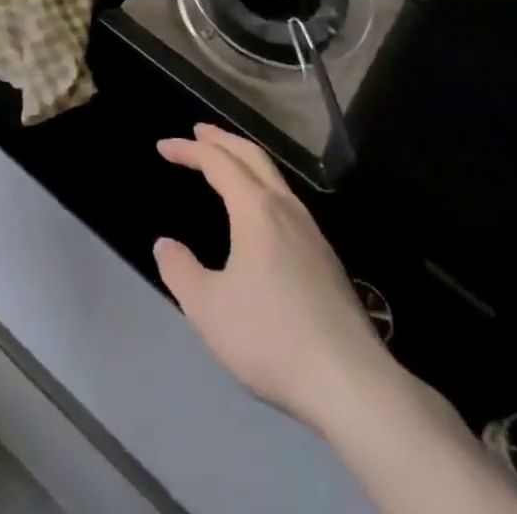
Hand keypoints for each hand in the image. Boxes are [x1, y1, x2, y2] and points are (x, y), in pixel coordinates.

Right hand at [154, 125, 398, 431]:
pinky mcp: (327, 260)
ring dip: (246, 161)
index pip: (218, 162)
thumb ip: (180, 271)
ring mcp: (312, 233)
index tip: (163, 147)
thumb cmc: (272, 338)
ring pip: (275, 178)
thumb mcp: (208, 309)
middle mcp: (286, 210)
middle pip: (252, 156)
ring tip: (227, 164)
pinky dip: (264, 186)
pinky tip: (261, 212)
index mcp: (256, 211)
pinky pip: (288, 201)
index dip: (188, 150)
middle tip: (199, 132)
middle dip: (223, 140)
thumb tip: (165, 245)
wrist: (352, 385)